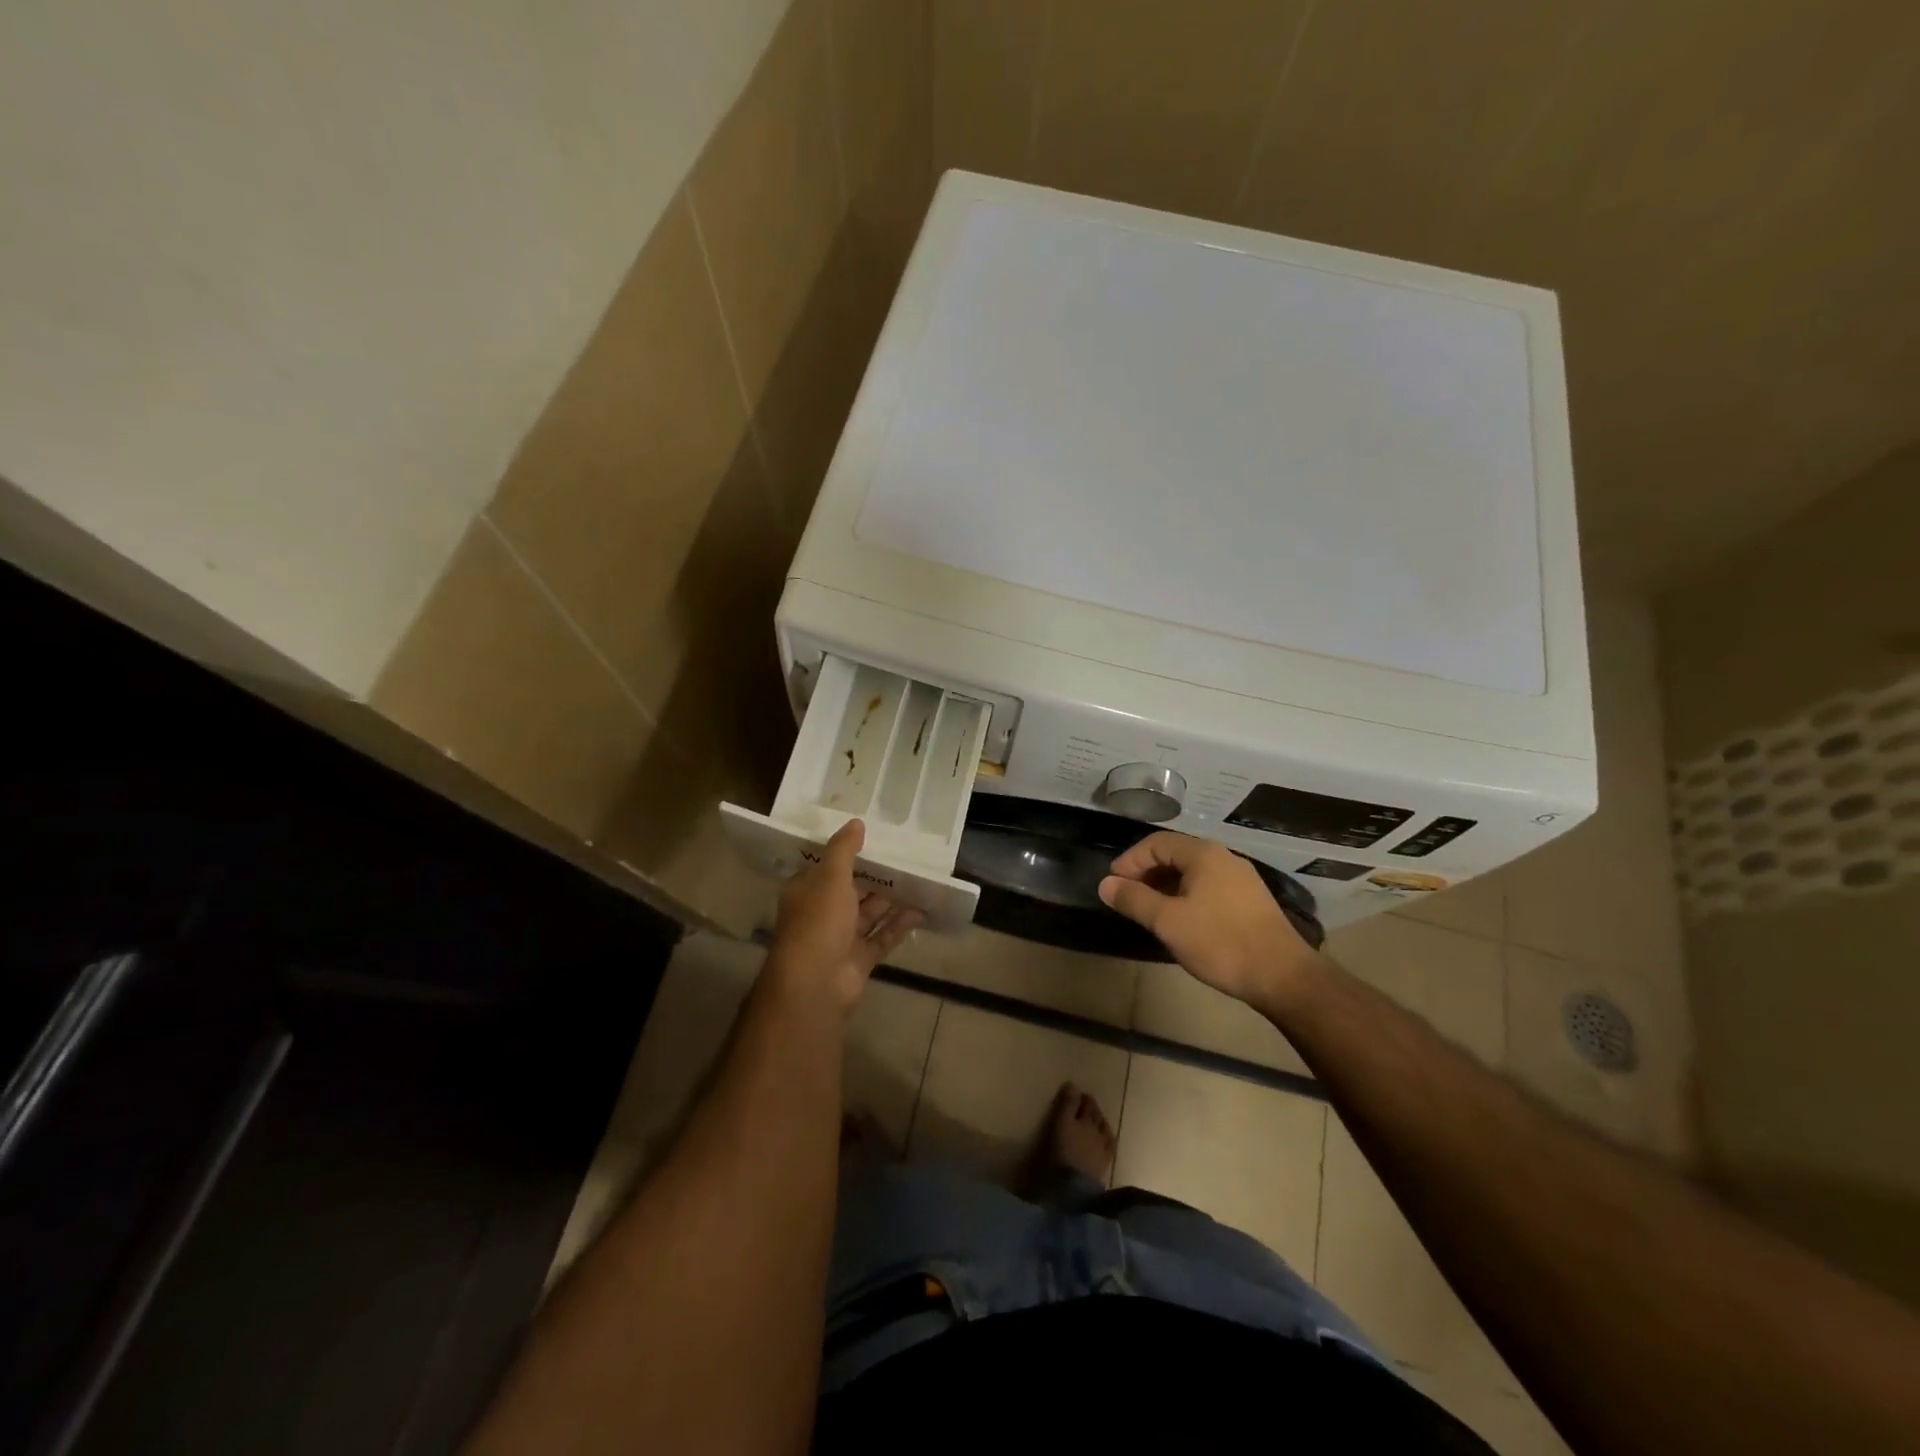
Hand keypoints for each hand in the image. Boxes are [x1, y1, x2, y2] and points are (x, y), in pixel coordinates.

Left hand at [766, 820, 921, 1013]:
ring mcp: (840, 939)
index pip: (825, 867)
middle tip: (903, 855)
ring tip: (918, 879)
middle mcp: (821, 914)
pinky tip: (920, 910)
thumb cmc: (818, 922)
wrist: (816, 985)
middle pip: (850, 890)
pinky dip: (899, 925)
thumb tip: (856, 822)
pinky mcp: (859, 959)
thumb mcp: (830, 877)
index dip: (846, 852)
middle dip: (874, 876)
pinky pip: (882, 937)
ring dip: (890, 899)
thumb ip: (844, 850)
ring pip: (868, 914)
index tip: (872, 837)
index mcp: (806, 892)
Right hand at [1099, 832, 1319, 1008]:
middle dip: (1145, 873)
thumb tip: (1105, 884)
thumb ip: (1134, 899)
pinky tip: (1181, 921)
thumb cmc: (1220, 942)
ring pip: (1192, 873)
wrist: (1283, 976)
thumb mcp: (1168, 921)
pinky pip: (1208, 888)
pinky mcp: (1251, 901)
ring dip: (1165, 887)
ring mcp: (1241, 879)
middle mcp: (1223, 858)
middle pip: (1174, 855)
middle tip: (1126, 898)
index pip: (1155, 843)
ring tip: (1149, 912)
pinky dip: (1186, 896)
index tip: (1112, 886)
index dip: (1129, 861)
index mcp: (1203, 854)